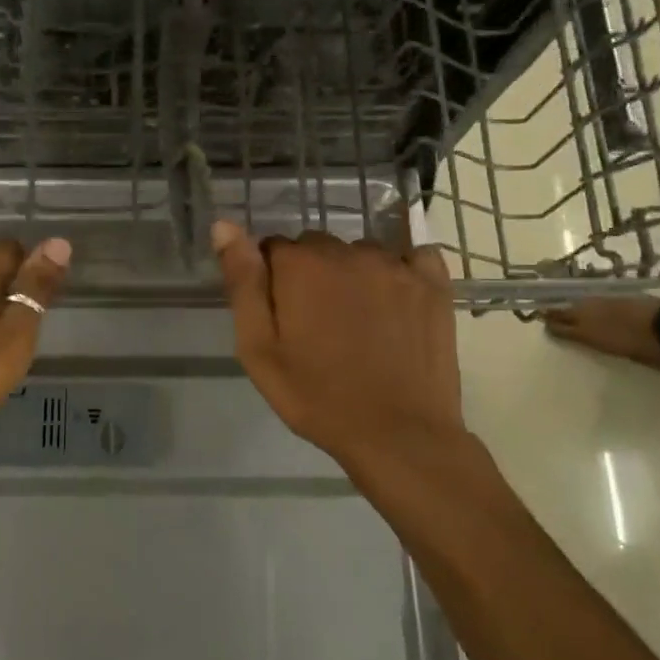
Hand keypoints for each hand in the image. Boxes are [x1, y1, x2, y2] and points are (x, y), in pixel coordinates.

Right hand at [213, 221, 465, 483]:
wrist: (397, 434)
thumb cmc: (316, 397)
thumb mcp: (258, 348)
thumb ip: (243, 282)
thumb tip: (224, 225)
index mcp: (301, 265)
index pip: (273, 248)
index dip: (272, 280)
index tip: (281, 316)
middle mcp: (349, 252)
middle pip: (318, 247)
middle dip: (311, 275)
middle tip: (316, 325)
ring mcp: (397, 266)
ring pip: (361, 253)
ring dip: (353, 275)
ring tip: (358, 322)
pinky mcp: (434, 284)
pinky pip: (413, 257)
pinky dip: (402, 271)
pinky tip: (397, 303)